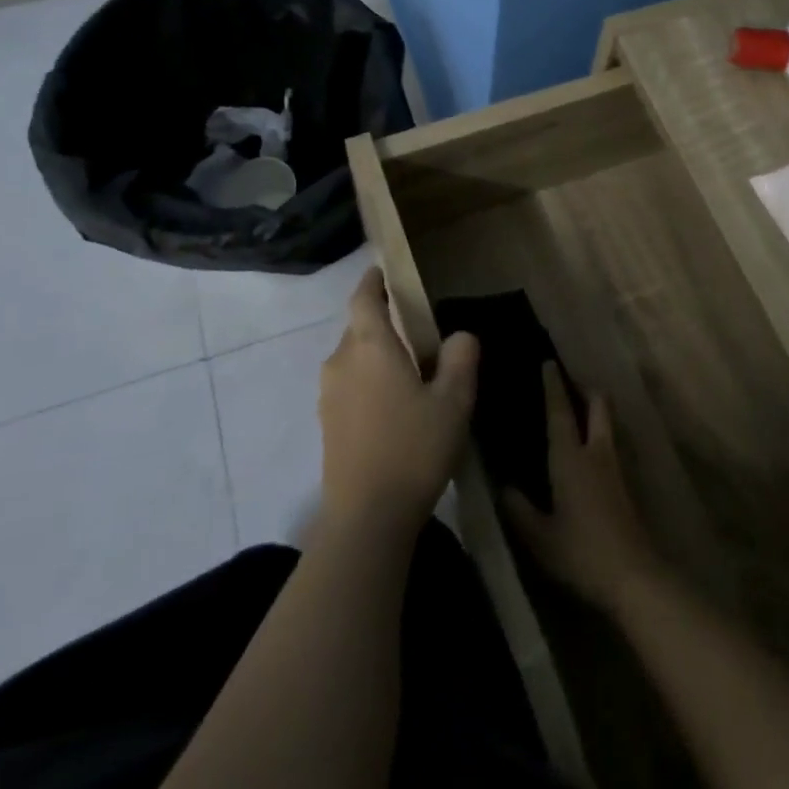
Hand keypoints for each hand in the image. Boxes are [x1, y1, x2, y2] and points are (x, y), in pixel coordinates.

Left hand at [317, 267, 477, 541]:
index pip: (364, 298)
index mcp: (370, 346)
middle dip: (382, 323)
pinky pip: (349, 385)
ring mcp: (329, 395)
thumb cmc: (413, 448)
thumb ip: (461, 359)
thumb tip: (460, 335)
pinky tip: (393, 406)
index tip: (383, 271)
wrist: (366, 518)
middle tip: (417, 331)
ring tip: (409, 371)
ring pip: (353, 358)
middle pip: (359, 328)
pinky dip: (368, 381)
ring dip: (376, 356)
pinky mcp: (327, 423)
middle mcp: (341, 361)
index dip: (373, 281)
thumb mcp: (453, 402)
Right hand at [502, 363, 661, 612]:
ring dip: (595, 410)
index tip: (548, 362)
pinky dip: (599, 435)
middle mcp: (595, 454)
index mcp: (570, 458)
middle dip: (585, 389)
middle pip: (597, 406)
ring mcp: (615, 468)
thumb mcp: (540, 537)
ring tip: (578, 409)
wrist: (634, 577)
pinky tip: (587, 450)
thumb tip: (503, 486)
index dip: (553, 386)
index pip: (560, 412)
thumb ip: (519, 510)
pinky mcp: (625, 486)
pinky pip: (610, 446)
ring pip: (607, 424)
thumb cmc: (581, 552)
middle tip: (569, 381)